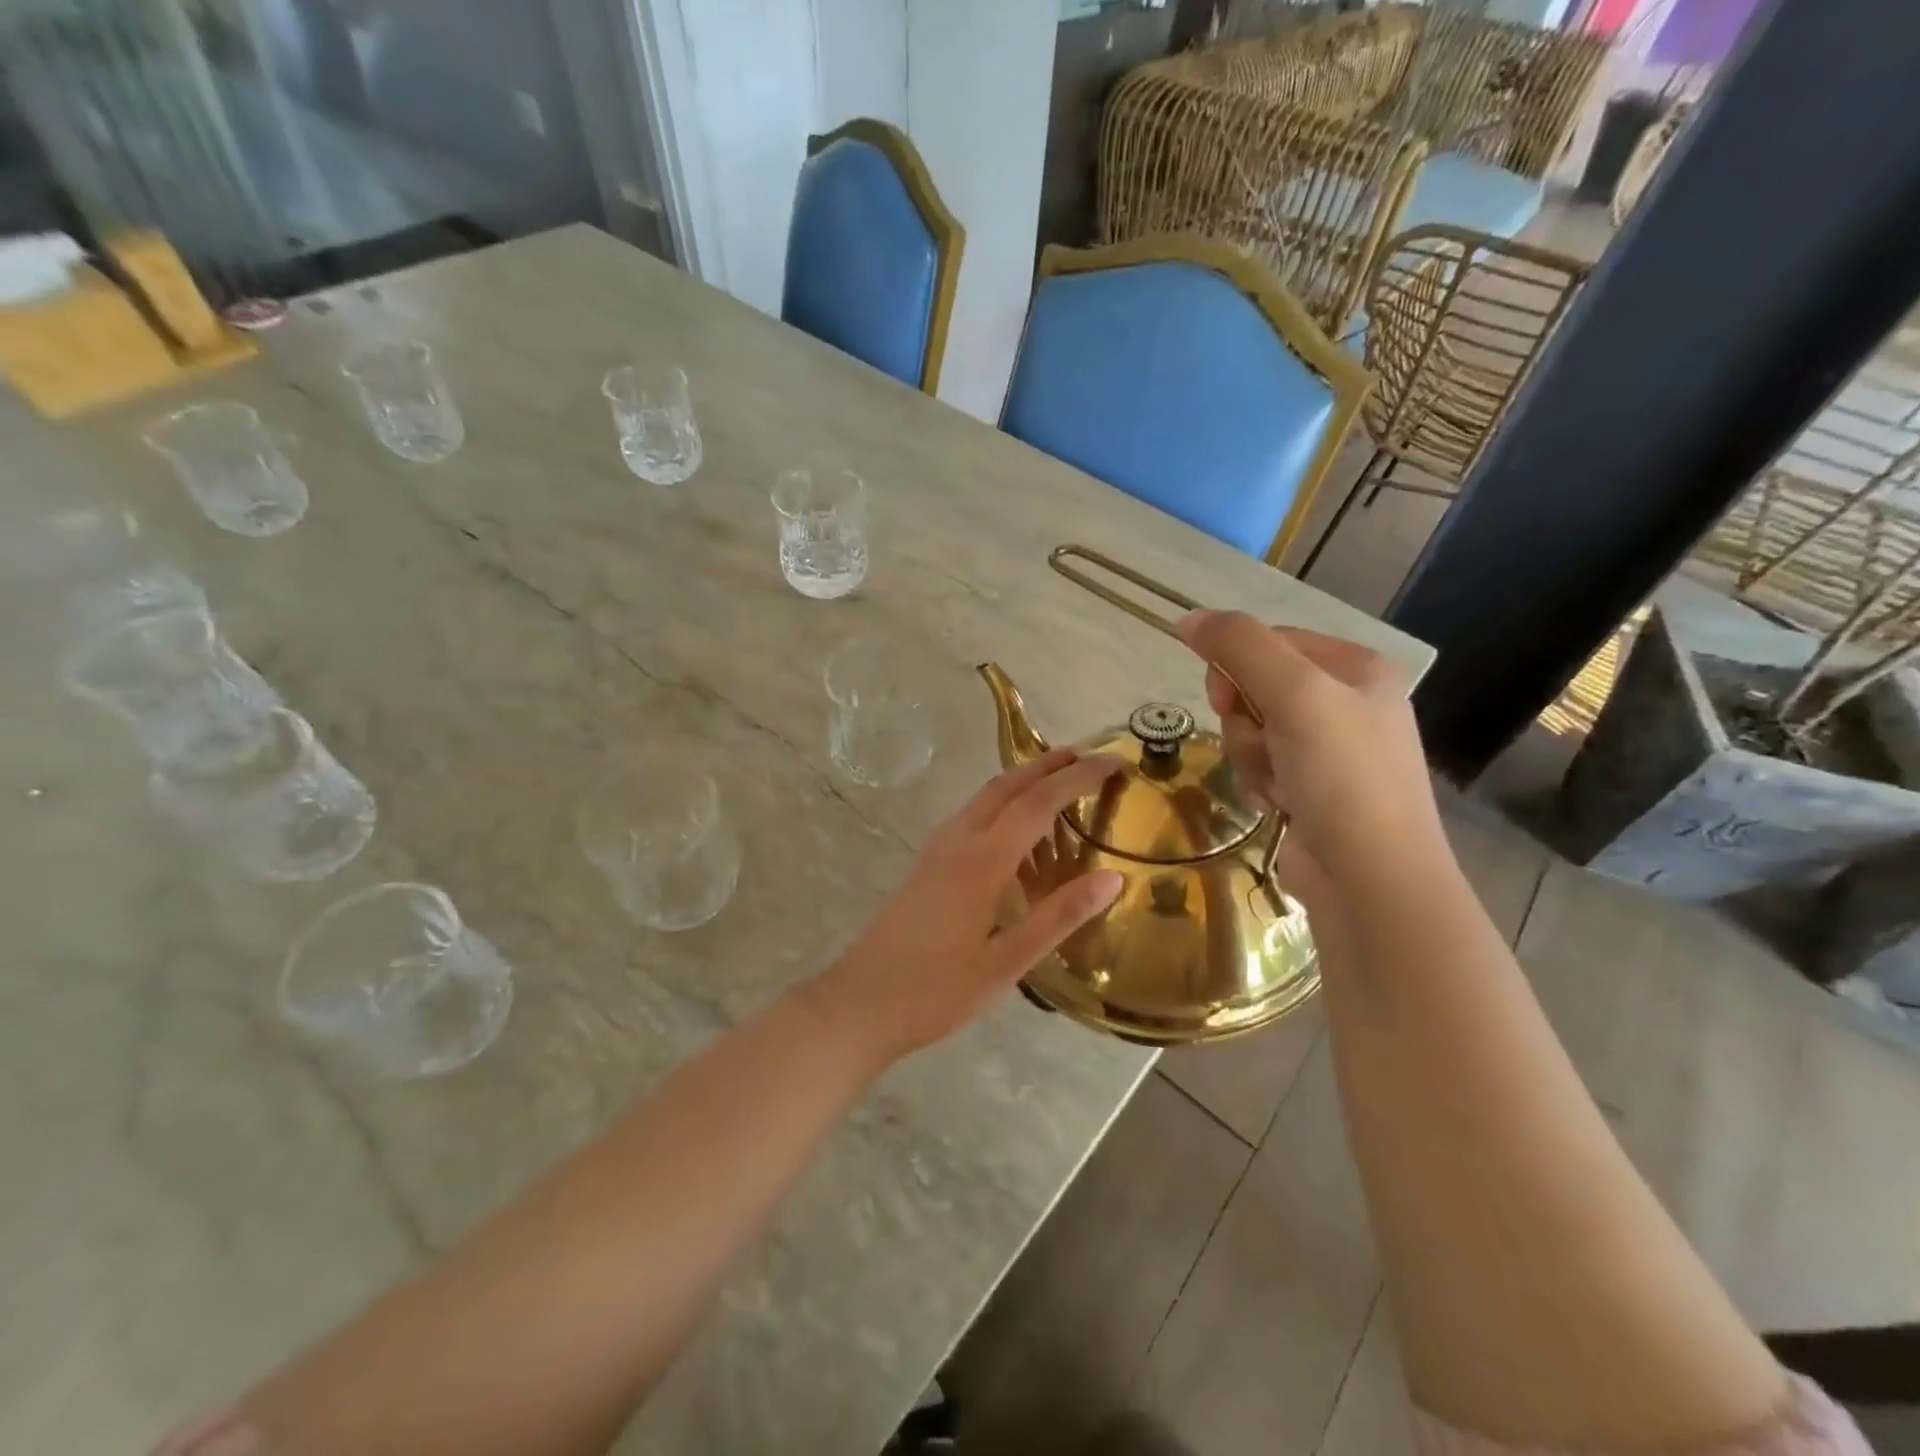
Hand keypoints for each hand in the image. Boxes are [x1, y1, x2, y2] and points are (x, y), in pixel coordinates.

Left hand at [807, 748, 1125, 1065]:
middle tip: (1088, 757)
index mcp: (982, 860)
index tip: (1115, 760)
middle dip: (1049, 765)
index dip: (1079, 777)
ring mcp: (937, 851)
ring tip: (1060, 788)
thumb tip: (1112, 877)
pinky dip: (1003, 807)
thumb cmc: (936, 990)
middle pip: (1007, 786)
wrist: (859, 1003)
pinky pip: (972, 818)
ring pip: (985, 799)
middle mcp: (957, 842)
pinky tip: (1017, 836)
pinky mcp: (927, 866)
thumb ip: (1058, 916)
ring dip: (1023, 782)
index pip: (1038, 802)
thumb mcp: (1006, 962)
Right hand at [1176, 611, 1446, 907]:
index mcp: (1356, 667)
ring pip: (1251, 729)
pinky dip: (1259, 783)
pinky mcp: (1311, 788)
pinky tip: (1279, 804)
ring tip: (1278, 784)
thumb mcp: (1295, 694)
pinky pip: (1260, 765)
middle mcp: (1346, 702)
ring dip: (1250, 756)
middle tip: (1263, 743)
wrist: (1370, 877)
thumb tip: (1188, 618)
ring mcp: (1329, 749)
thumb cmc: (1342, 775)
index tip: (1228, 698)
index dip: (1237, 667)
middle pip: (1255, 686)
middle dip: (1244, 719)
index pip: (1270, 641)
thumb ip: (1240, 647)